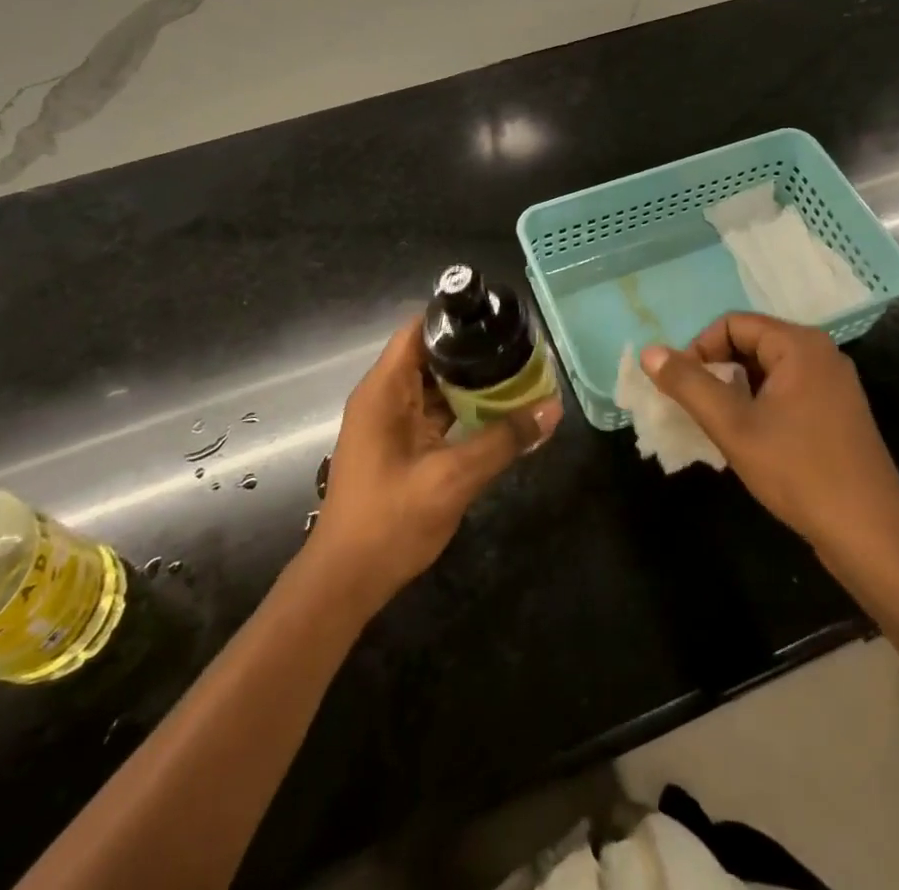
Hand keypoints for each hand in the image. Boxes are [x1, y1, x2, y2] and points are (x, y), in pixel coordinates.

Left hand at [311, 317, 561, 611]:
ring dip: (470, 380)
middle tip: (519, 346)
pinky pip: (433, 411)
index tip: (497, 316)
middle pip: (430, 354)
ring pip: (434, 384)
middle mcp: (383, 396)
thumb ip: (503, 440)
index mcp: (384, 390)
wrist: (345, 581)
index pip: (419, 329)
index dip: (456, 318)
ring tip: (517, 371)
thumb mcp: (453, 478)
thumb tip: (552, 408)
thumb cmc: (390, 521)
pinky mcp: (397, 444)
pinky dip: (461, 407)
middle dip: (473, 350)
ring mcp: (389, 421)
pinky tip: (496, 410)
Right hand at [641, 313, 898, 560]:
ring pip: (767, 370)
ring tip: (720, 426)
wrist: (872, 535)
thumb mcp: (733, 426)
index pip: (732, 324)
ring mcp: (833, 384)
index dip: (699, 349)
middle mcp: (820, 353)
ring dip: (736, 390)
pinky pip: (787, 391)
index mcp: (799, 345)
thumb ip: (689, 385)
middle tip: (698, 409)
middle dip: (717, 370)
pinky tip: (751, 440)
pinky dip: (760, 404)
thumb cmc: (799, 471)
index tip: (683, 389)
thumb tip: (650, 352)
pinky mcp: (838, 413)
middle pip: (751, 343)